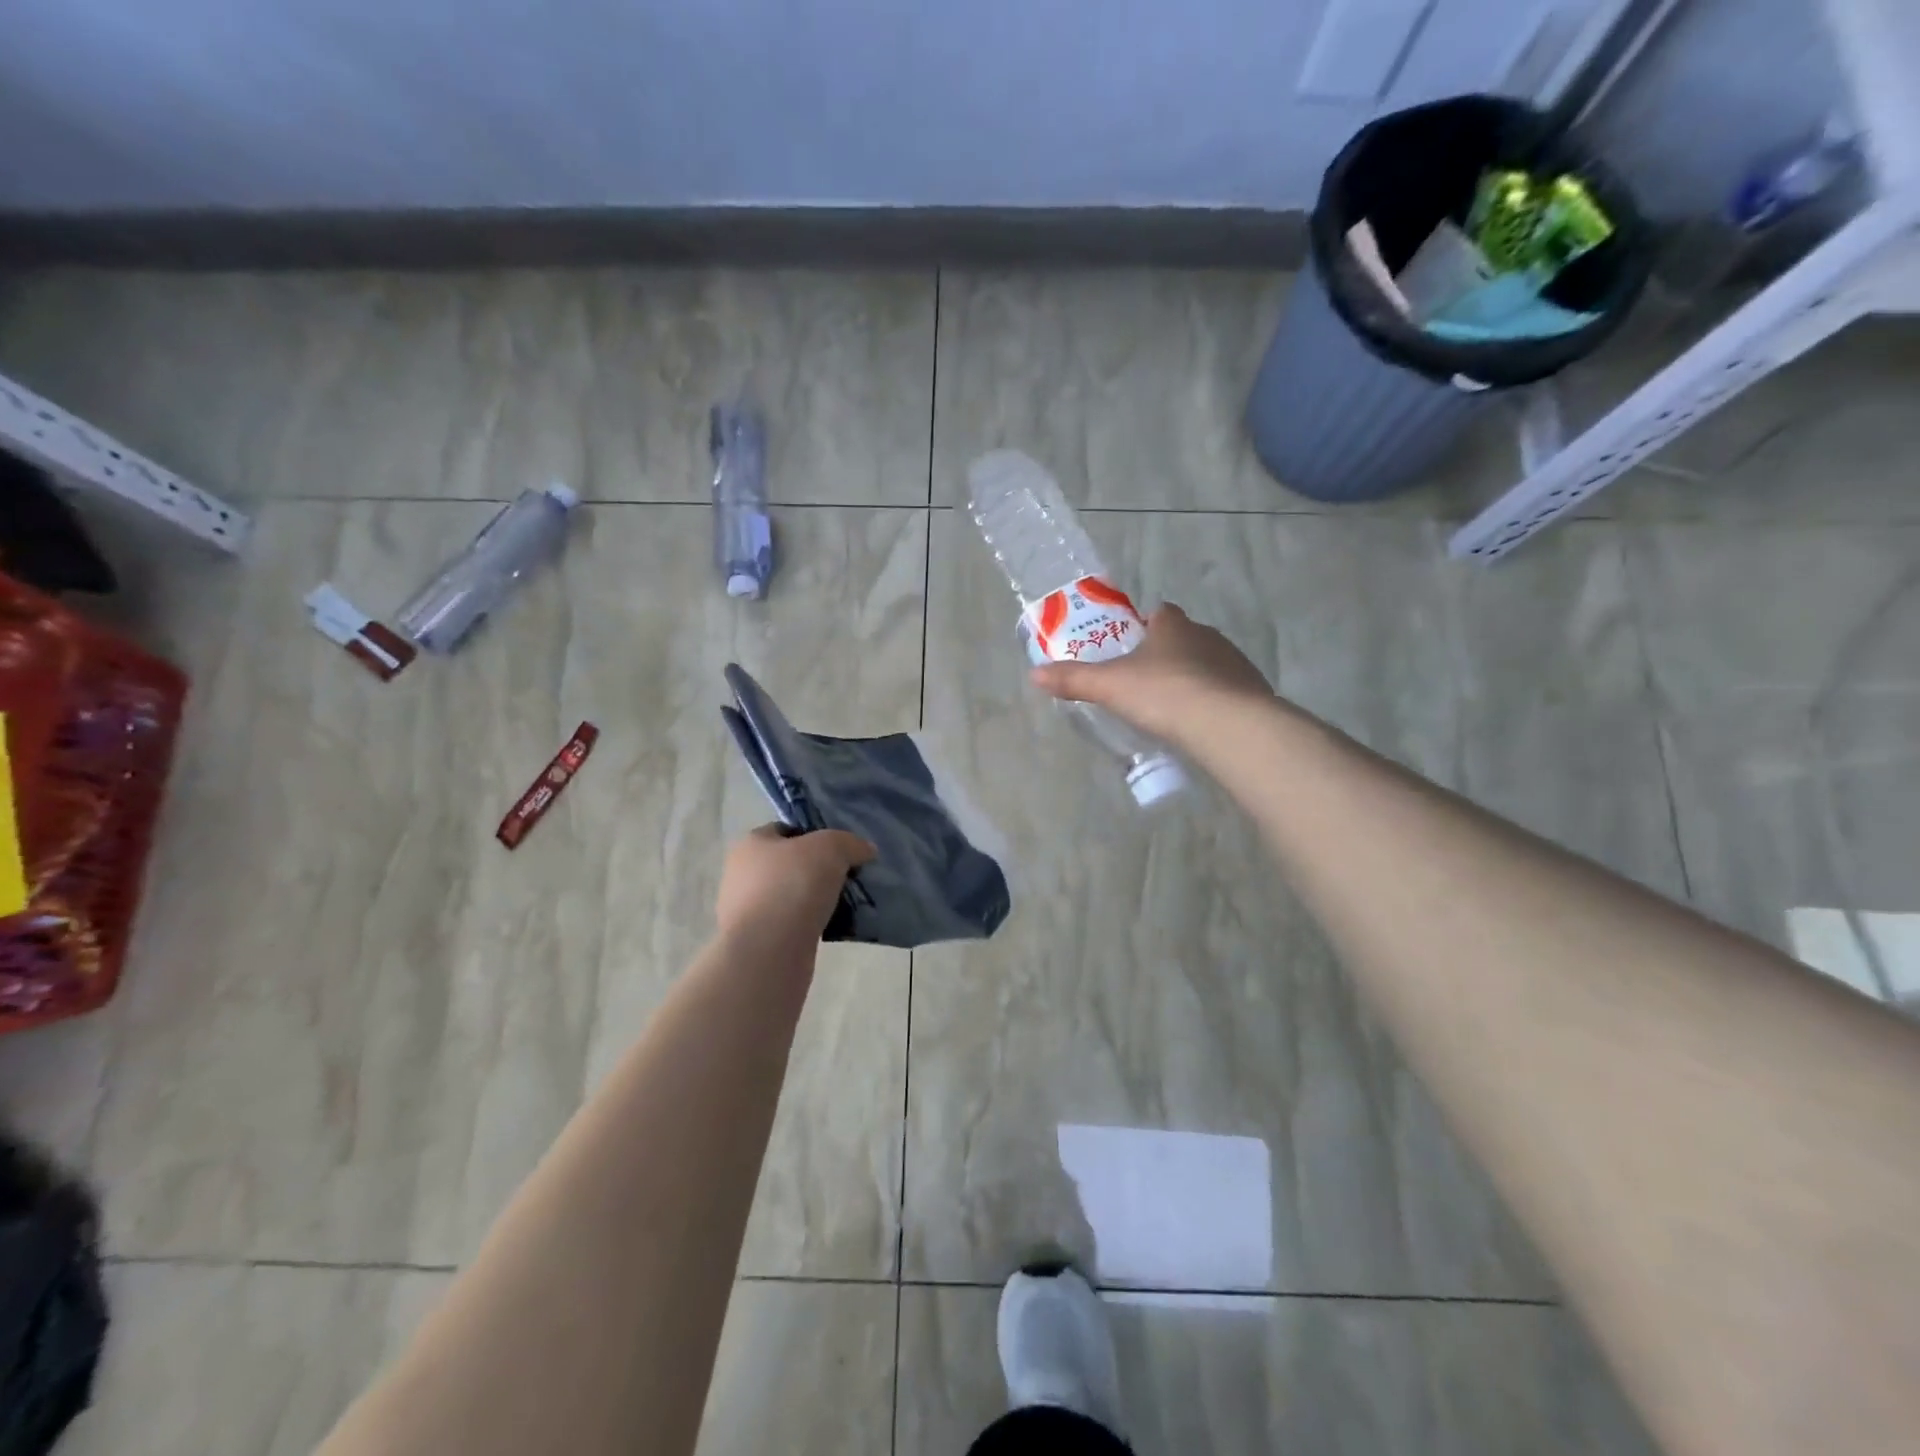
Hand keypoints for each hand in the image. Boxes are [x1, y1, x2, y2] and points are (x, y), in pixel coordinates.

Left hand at [715, 824, 876, 944]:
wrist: (769, 952)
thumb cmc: (793, 886)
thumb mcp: (830, 848)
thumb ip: (850, 843)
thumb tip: (865, 850)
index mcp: (750, 845)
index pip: (785, 830)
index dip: (814, 834)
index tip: (841, 849)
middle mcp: (742, 875)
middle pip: (789, 864)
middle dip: (817, 870)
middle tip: (847, 876)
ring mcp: (747, 911)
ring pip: (791, 896)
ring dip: (815, 900)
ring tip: (845, 903)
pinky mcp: (758, 941)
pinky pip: (792, 924)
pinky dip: (811, 924)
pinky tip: (832, 927)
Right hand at [1030, 603, 1272, 746]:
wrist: (1227, 724)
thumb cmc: (1163, 693)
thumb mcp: (1109, 687)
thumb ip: (1073, 679)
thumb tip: (1034, 674)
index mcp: (1172, 625)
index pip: (1159, 613)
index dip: (1143, 627)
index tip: (1129, 648)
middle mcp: (1207, 635)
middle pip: (1182, 639)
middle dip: (1165, 656)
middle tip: (1143, 684)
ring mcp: (1234, 662)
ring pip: (1207, 664)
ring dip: (1192, 678)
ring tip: (1171, 708)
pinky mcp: (1252, 690)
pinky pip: (1227, 690)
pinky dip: (1213, 701)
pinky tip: (1199, 724)